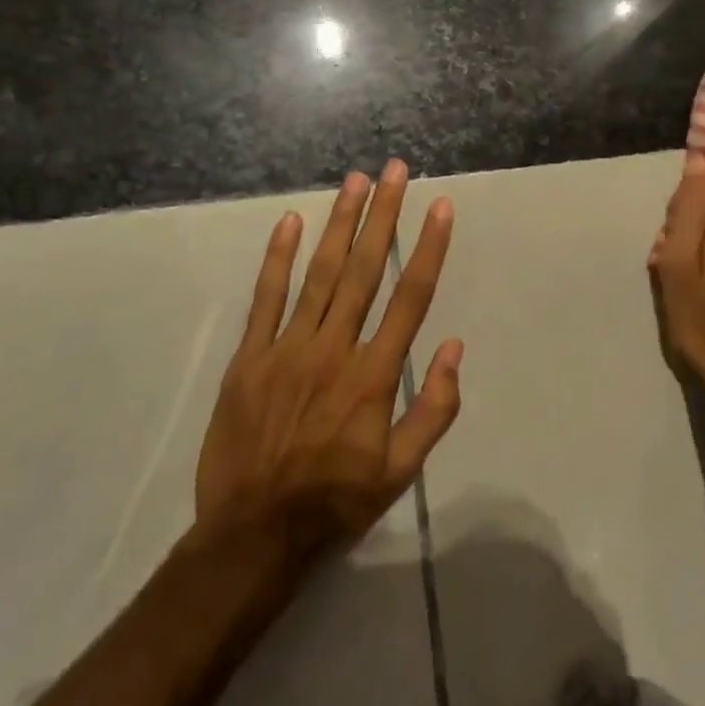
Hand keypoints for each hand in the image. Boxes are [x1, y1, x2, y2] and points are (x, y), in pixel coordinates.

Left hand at [195, 160, 461, 565]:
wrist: (253, 534)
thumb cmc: (335, 500)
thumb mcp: (400, 471)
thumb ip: (433, 409)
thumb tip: (454, 348)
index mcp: (373, 375)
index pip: (411, 297)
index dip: (429, 248)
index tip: (441, 207)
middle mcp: (334, 348)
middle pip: (366, 269)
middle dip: (384, 215)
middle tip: (395, 170)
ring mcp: (287, 348)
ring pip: (320, 273)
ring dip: (340, 223)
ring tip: (355, 181)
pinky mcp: (250, 357)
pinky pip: (266, 298)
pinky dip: (278, 258)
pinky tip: (289, 222)